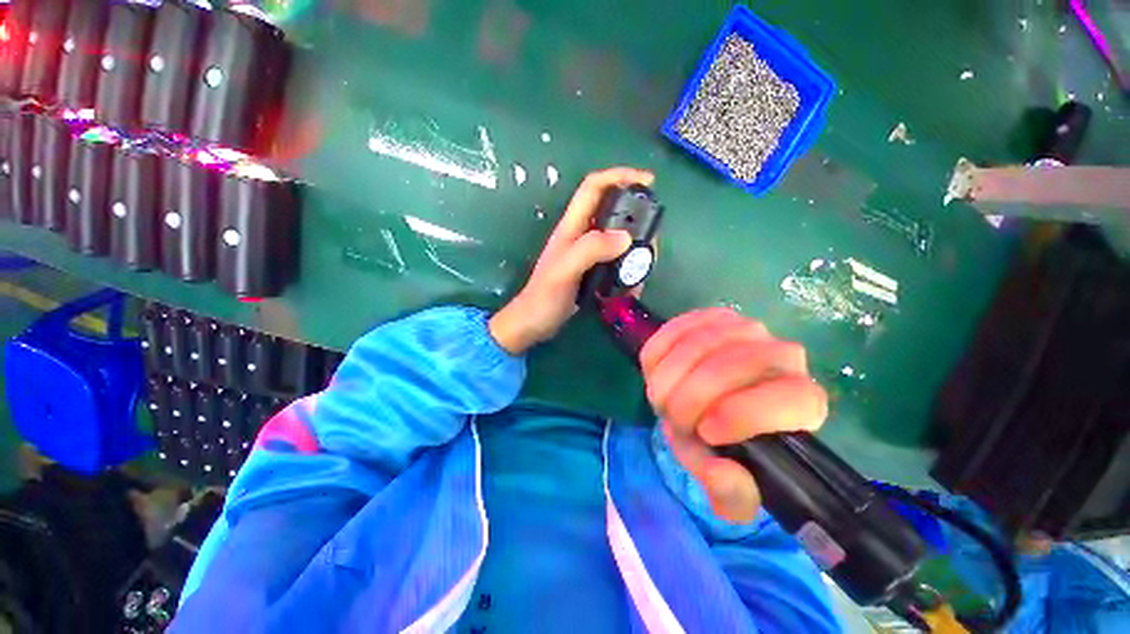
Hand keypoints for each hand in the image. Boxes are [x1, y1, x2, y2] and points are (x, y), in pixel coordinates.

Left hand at [490, 167, 654, 354]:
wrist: (533, 323)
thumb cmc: (544, 297)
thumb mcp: (565, 271)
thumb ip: (591, 250)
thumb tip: (627, 237)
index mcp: (572, 227)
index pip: (594, 187)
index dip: (620, 176)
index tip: (649, 181)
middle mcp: (581, 235)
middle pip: (613, 211)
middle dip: (637, 218)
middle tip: (652, 239)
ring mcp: (587, 254)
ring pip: (618, 239)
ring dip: (636, 249)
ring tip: (646, 266)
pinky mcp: (592, 271)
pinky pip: (617, 262)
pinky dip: (629, 270)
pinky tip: (633, 286)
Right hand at [640, 308, 827, 522]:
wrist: (708, 403)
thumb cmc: (726, 444)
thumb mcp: (729, 483)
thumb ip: (731, 493)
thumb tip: (722, 472)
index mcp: (803, 402)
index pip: (790, 399)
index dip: (744, 415)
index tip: (707, 433)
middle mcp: (782, 355)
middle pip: (731, 365)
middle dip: (688, 397)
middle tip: (672, 419)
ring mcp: (744, 328)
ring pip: (698, 343)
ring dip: (667, 376)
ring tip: (662, 398)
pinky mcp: (711, 316)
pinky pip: (675, 328)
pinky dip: (657, 353)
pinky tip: (656, 371)